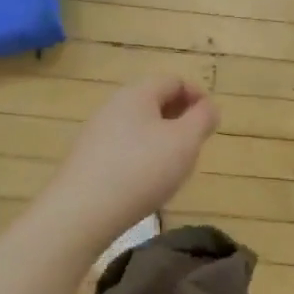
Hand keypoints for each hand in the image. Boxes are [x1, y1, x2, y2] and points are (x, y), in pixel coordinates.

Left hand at [45, 75, 218, 239]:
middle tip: (196, 144)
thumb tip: (208, 108)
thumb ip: (203, 119)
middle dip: (180, 118)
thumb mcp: (185, 141)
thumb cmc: (142, 169)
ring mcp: (96, 133)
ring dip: (162, 139)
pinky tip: (147, 182)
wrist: (82, 212)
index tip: (211, 121)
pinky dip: (142, 156)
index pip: (173, 80)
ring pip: (139, 126)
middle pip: (154, 102)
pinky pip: (124, 148)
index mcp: (137, 94)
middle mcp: (113, 106)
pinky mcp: (88, 159)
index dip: (197, 95)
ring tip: (175, 166)